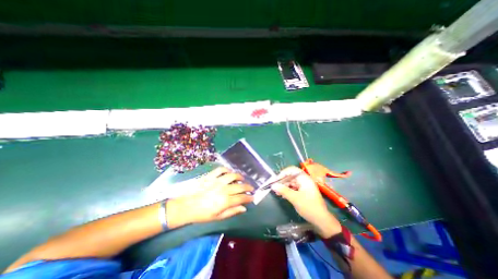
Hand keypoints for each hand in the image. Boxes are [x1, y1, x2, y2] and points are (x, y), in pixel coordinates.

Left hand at [167, 167, 253, 225]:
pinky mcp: (210, 176)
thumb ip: (232, 211)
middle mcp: (223, 189)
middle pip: (240, 186)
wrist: (186, 206)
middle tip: (251, 188)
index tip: (252, 197)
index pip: (241, 197)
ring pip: (232, 175)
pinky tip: (229, 172)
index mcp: (225, 201)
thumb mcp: (218, 217)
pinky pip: (221, 169)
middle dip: (248, 187)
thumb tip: (244, 208)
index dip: (249, 197)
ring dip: (239, 176)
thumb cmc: (202, 214)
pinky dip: (226, 169)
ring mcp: (217, 181)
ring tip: (242, 178)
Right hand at [271, 165, 340, 236]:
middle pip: (291, 176)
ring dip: (284, 186)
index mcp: (304, 178)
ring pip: (291, 182)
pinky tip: (283, 195)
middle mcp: (304, 180)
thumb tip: (273, 185)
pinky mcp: (304, 192)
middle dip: (282, 181)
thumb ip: (283, 190)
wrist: (322, 221)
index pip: (292, 170)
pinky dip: (288, 190)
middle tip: (275, 188)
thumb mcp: (295, 198)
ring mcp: (304, 186)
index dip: (283, 173)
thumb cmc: (309, 207)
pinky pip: (294, 188)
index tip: (276, 180)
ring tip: (277, 192)